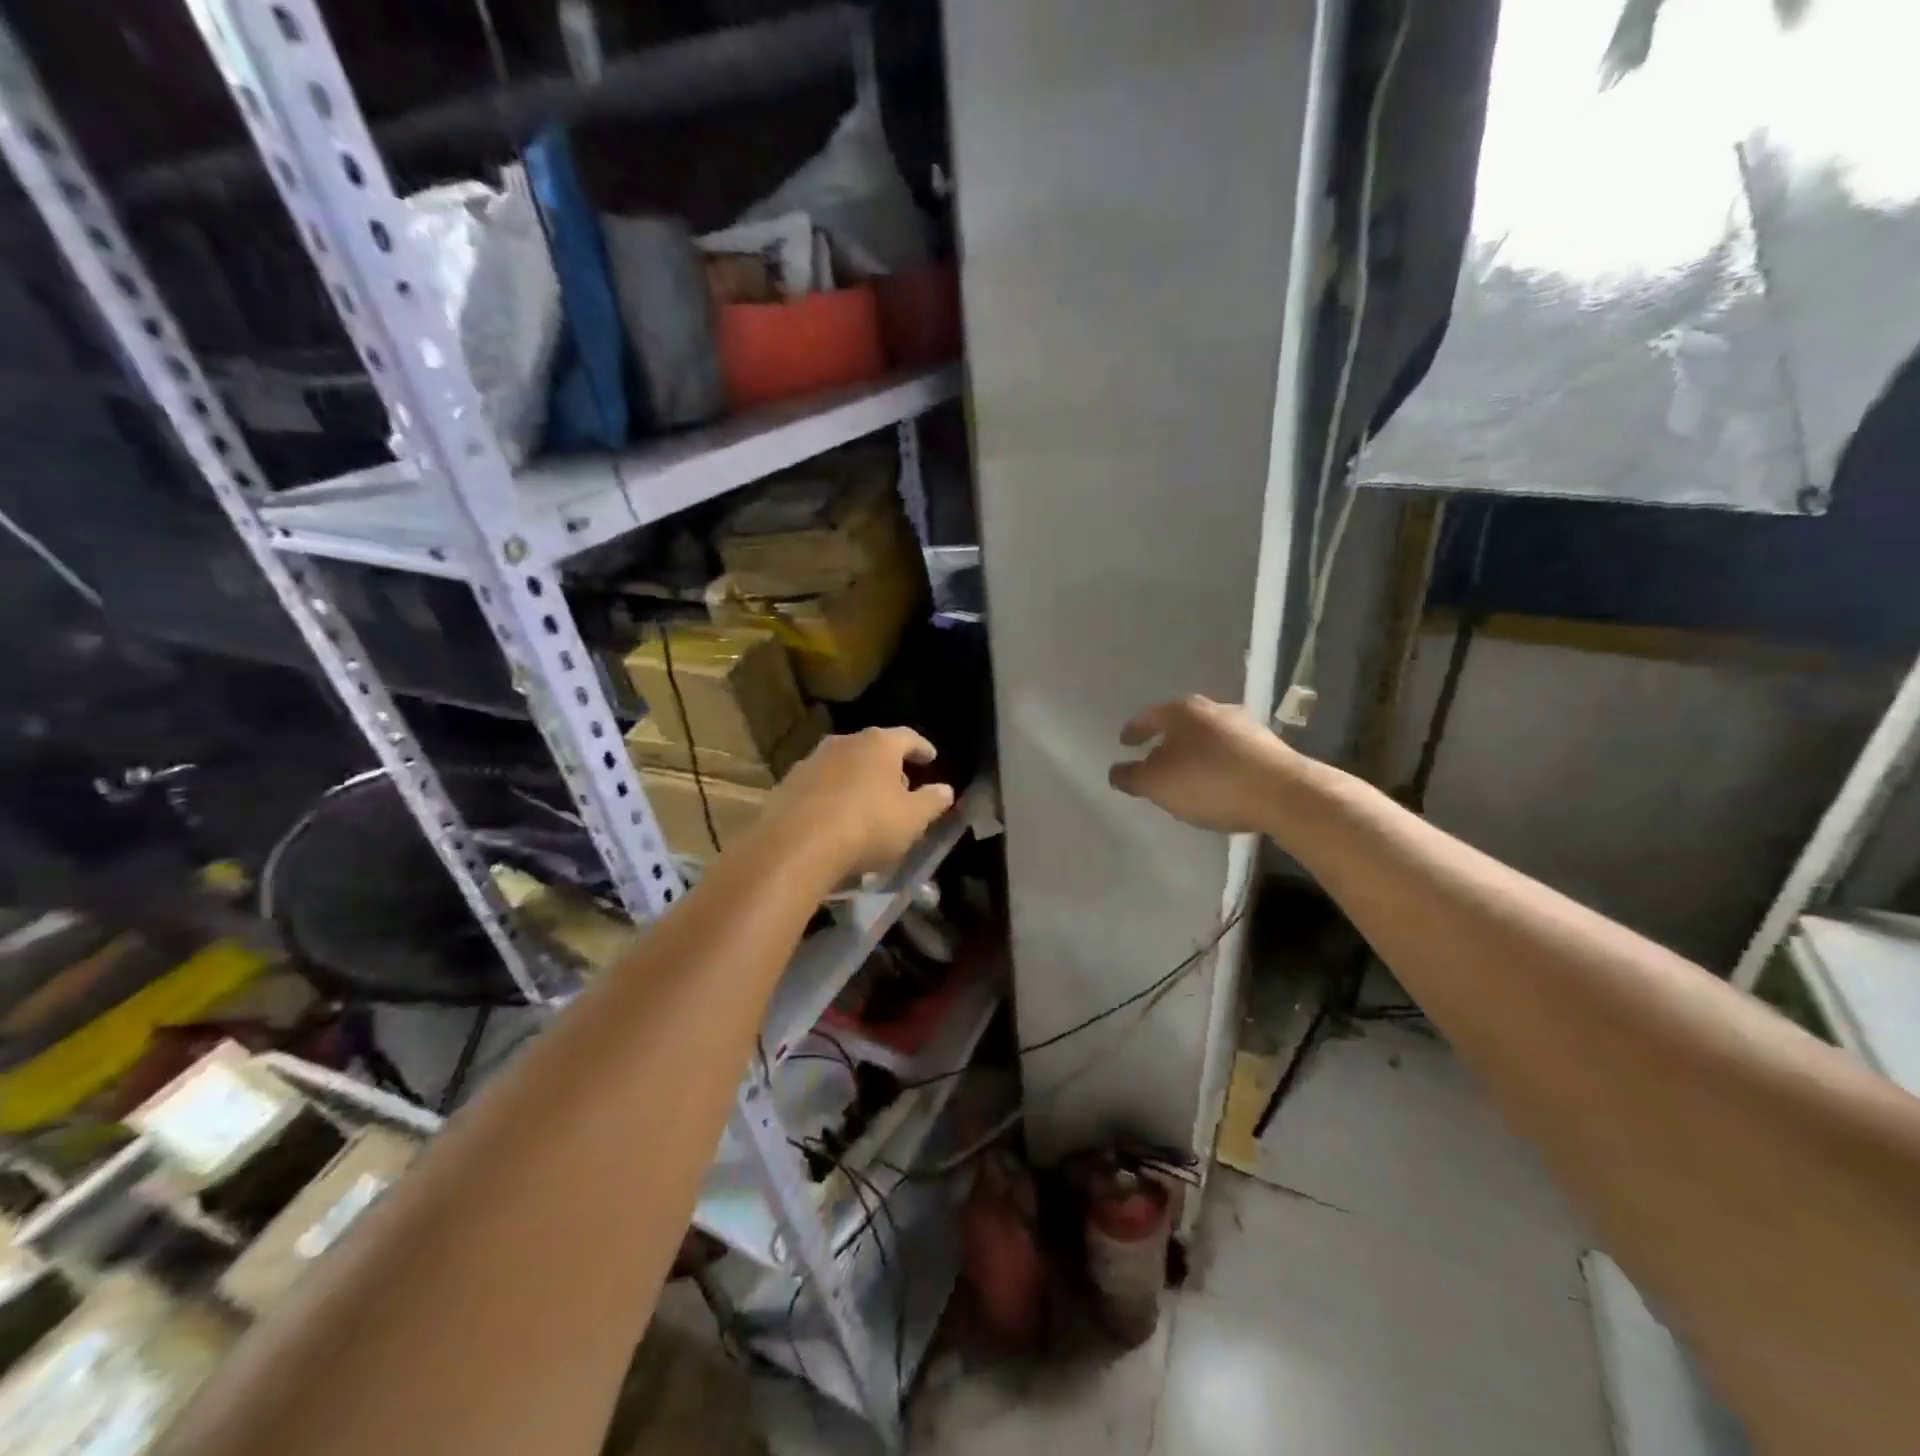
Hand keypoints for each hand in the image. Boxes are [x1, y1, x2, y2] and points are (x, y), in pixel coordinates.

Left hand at [763, 727, 955, 882]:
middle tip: (902, 788)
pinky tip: (837, 819)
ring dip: (859, 781)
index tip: (931, 758)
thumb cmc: (867, 826)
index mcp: (878, 744)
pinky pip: (821, 786)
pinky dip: (834, 796)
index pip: (907, 737)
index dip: (922, 748)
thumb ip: (932, 801)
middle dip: (889, 767)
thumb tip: (945, 789)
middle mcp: (843, 743)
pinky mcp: (787, 785)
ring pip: (844, 766)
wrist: (796, 846)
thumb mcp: (912, 819)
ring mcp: (811, 762)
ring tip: (868, 806)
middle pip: (873, 749)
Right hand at [1109, 695, 1297, 833]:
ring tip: (1187, 773)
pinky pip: (1232, 753)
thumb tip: (1117, 771)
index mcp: (1182, 711)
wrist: (1283, 793)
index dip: (1134, 730)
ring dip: (1196, 752)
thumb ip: (1131, 777)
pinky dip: (1219, 764)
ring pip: (1209, 737)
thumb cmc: (1208, 782)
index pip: (1149, 717)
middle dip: (1168, 740)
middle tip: (1155, 758)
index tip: (1125, 742)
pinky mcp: (1270, 747)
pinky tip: (1218, 782)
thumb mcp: (1156, 784)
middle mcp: (1214, 709)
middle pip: (1182, 724)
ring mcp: (1246, 726)